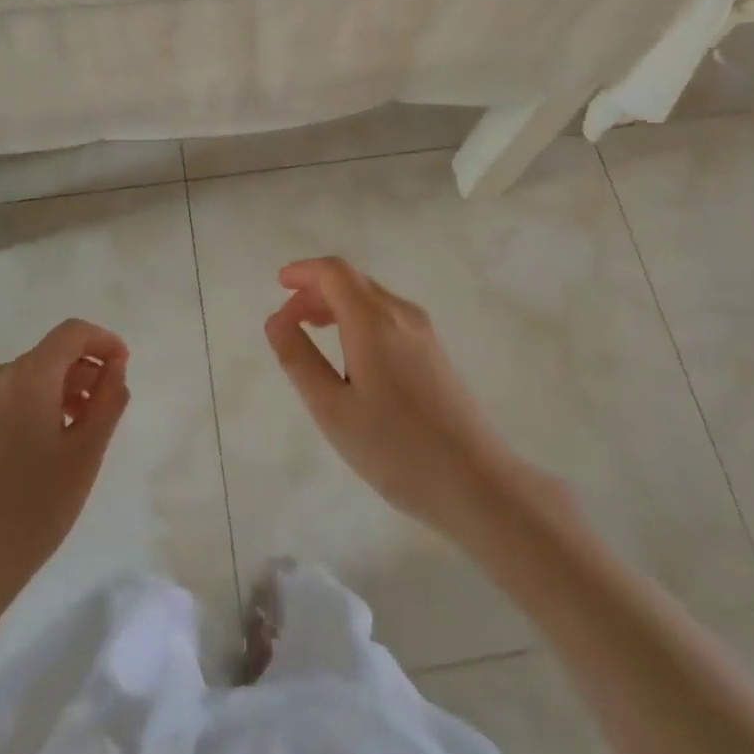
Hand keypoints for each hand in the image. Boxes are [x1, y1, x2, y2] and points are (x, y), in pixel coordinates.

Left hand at [0, 319, 130, 611]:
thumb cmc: (30, 511)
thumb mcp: (85, 456)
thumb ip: (108, 401)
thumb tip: (114, 368)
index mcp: (25, 377)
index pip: (71, 333)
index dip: (103, 342)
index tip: (122, 367)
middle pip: (45, 358)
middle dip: (79, 374)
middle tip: (100, 413)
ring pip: (19, 384)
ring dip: (51, 396)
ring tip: (67, 439)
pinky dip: (21, 414)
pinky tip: (27, 460)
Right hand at [264, 257, 518, 535]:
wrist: (476, 482)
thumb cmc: (395, 448)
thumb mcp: (332, 409)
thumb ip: (299, 360)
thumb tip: (276, 320)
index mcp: (373, 321)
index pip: (334, 272)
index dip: (304, 271)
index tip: (278, 285)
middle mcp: (401, 314)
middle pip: (352, 281)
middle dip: (316, 290)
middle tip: (288, 320)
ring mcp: (423, 332)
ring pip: (371, 298)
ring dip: (337, 304)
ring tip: (311, 331)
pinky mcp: (434, 352)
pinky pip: (387, 316)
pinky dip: (358, 318)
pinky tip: (349, 352)